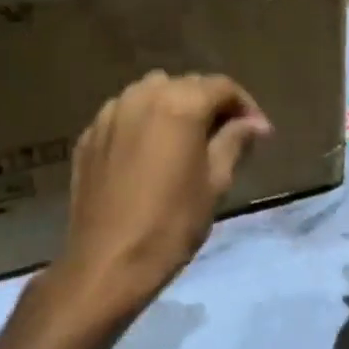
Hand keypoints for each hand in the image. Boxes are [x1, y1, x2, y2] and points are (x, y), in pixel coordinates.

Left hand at [53, 71, 270, 324]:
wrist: (107, 263)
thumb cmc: (171, 223)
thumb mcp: (215, 182)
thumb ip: (235, 141)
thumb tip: (255, 124)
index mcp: (179, 103)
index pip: (221, 86)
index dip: (245, 106)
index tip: (259, 133)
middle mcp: (142, 96)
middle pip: (186, 85)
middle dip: (210, 104)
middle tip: (227, 136)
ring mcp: (110, 114)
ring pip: (151, 94)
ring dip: (174, 107)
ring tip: (186, 140)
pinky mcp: (89, 136)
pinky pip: (124, 115)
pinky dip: (143, 124)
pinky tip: (149, 154)